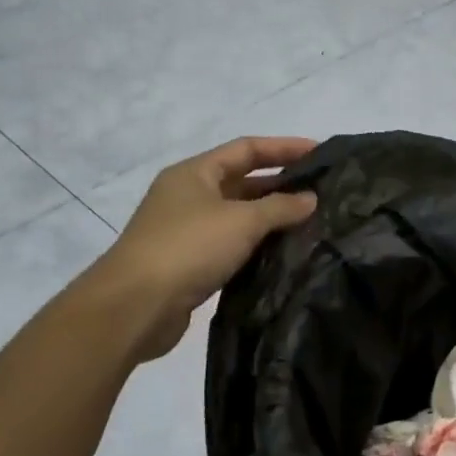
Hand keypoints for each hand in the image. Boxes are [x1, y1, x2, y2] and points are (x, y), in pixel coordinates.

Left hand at [96, 137, 317, 360]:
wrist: (134, 307)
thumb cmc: (188, 248)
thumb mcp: (242, 221)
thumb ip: (281, 207)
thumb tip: (311, 198)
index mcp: (194, 173)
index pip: (247, 149)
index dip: (284, 147)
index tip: (320, 152)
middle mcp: (188, 196)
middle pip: (242, 180)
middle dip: (281, 183)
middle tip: (321, 190)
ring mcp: (186, 230)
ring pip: (238, 215)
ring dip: (272, 216)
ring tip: (311, 221)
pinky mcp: (190, 262)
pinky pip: (232, 244)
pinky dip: (257, 243)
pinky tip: (284, 251)